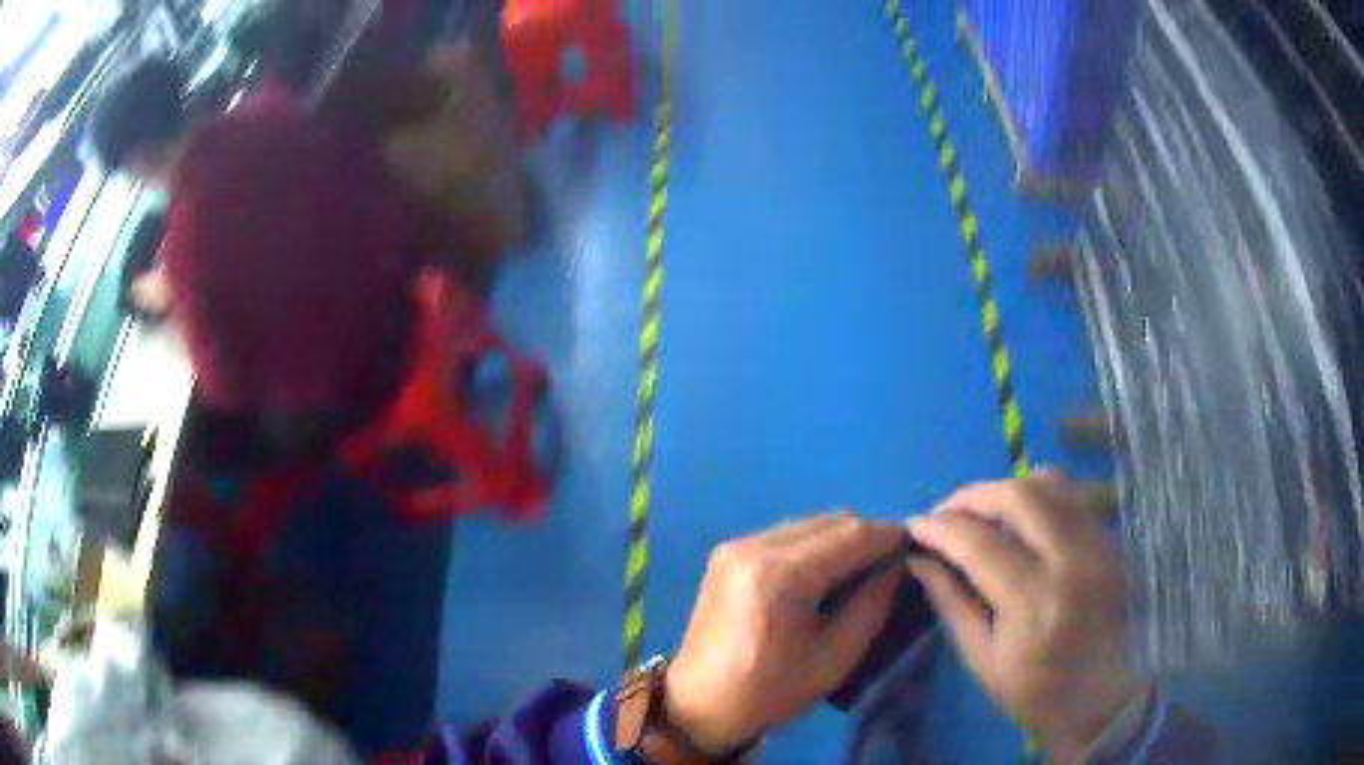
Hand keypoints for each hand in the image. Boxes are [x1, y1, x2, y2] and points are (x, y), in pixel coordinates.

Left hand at [665, 513, 905, 751]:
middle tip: (887, 567)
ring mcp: (735, 546)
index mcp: (779, 574)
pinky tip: (820, 578)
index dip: (888, 537)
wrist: (700, 705)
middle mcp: (753, 546)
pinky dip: (812, 547)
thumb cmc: (770, 690)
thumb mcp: (835, 657)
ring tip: (856, 574)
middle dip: (865, 538)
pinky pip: (785, 536)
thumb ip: (872, 604)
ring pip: (807, 525)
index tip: (914, 548)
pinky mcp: (726, 554)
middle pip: (829, 521)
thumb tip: (898, 565)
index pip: (850, 535)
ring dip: (838, 541)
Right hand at [907, 473, 1138, 762]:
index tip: (915, 527)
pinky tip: (1021, 519)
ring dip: (1005, 489)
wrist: (1104, 696)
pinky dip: (1037, 495)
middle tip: (946, 513)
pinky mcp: (1109, 537)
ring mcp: (1097, 542)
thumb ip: (951, 603)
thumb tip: (919, 559)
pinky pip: (1071, 494)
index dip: (940, 528)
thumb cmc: (1036, 691)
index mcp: (1033, 603)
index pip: (978, 544)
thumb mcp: (982, 660)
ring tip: (981, 512)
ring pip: (1048, 483)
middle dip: (971, 496)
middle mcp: (1071, 560)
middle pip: (1017, 496)